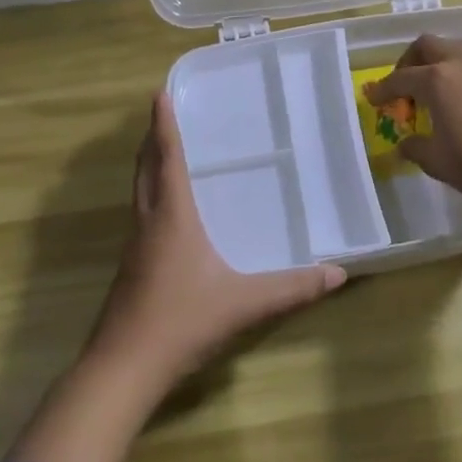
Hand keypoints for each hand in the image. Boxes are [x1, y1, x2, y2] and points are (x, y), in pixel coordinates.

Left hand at [84, 93, 346, 395]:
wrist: (123, 368)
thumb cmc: (181, 322)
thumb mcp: (244, 304)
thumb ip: (292, 288)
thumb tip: (338, 273)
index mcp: (172, 217)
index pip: (168, 159)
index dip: (163, 125)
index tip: (159, 93)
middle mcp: (148, 223)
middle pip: (146, 169)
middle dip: (153, 139)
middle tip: (163, 113)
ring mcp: (135, 246)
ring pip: (139, 192)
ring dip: (149, 166)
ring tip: (165, 151)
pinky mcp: (131, 267)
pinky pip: (141, 214)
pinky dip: (151, 194)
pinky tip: (167, 211)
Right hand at [365, 35, 461, 211]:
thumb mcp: (436, 160)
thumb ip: (415, 146)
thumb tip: (406, 143)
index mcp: (437, 79)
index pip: (401, 78)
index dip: (383, 90)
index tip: (372, 98)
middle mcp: (460, 63)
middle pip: (427, 46)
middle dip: (409, 62)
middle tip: (403, 86)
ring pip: (453, 49)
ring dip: (436, 61)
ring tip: (430, 89)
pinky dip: (457, 72)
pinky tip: (458, 100)